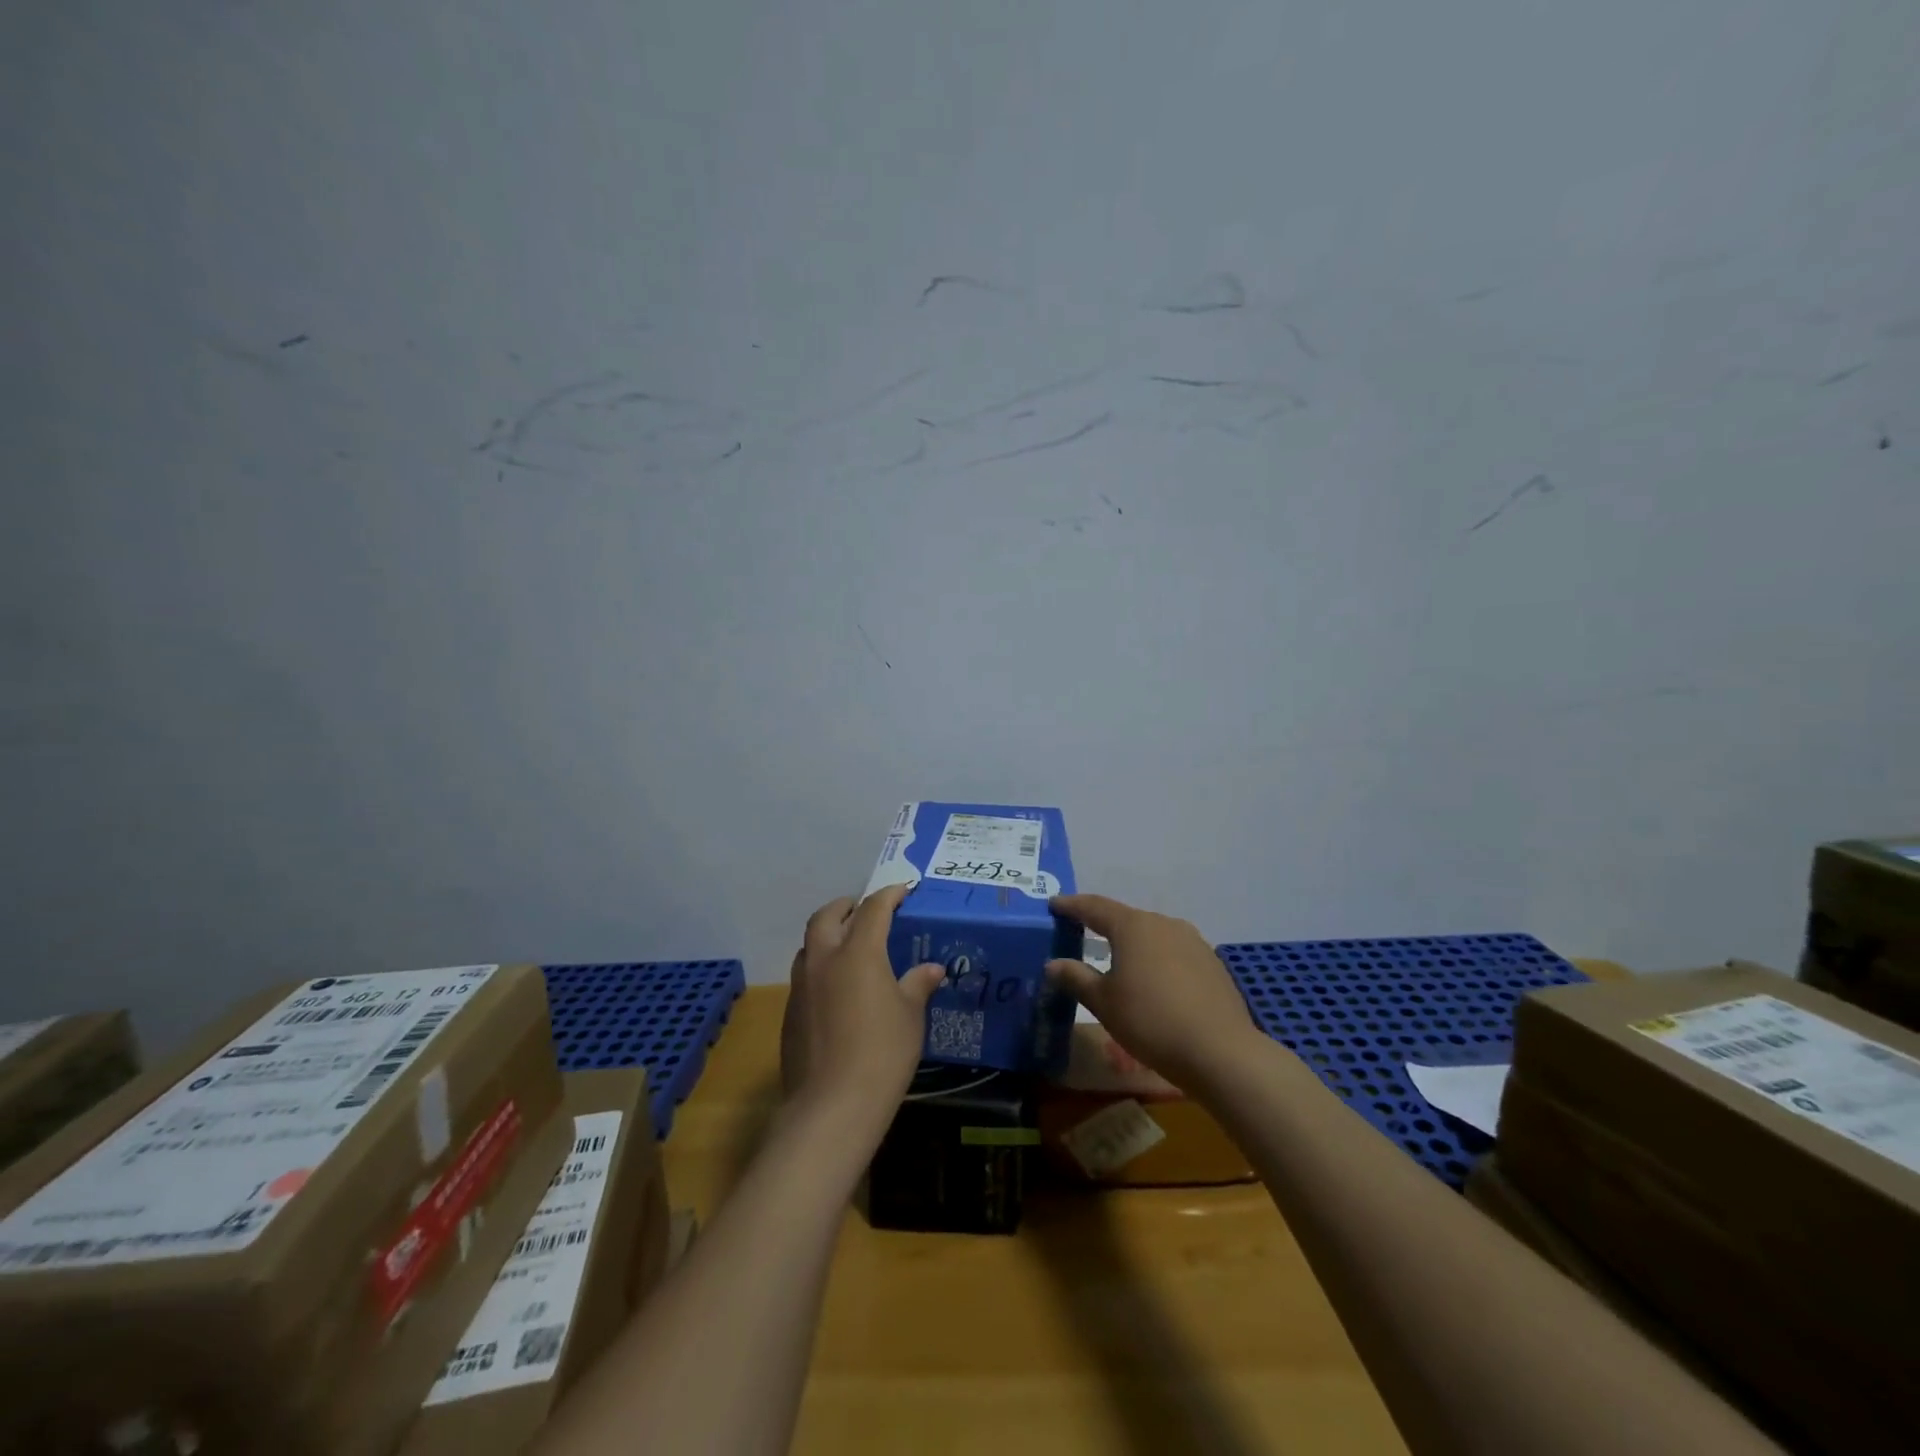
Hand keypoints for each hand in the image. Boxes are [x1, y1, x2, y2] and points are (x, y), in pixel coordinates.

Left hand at [779, 883, 943, 1134]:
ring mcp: (802, 986)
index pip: (873, 909)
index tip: (902, 890)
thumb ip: (918, 985)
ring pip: (809, 945)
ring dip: (827, 935)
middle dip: (846, 906)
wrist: (832, 1105)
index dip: (889, 895)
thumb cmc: (882, 1053)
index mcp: (858, 953)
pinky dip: (820, 968)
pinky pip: (804, 975)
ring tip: (848, 946)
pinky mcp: (790, 1013)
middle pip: (827, 916)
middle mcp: (824, 960)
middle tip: (863, 909)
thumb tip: (932, 969)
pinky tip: (836, 990)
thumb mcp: (910, 1016)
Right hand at [1045, 893, 1260, 1091]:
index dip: (1071, 905)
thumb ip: (1076, 978)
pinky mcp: (1211, 963)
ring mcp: (1192, 941)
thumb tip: (1053, 964)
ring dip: (1132, 943)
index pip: (1094, 907)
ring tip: (1117, 959)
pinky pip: (1174, 952)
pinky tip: (1153, 981)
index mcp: (1133, 926)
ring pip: (1152, 935)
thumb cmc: (1150, 1021)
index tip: (1053, 905)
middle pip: (1126, 918)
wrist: (1220, 1051)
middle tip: (1080, 932)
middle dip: (1102, 925)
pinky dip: (1156, 959)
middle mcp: (1163, 923)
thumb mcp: (1103, 1002)